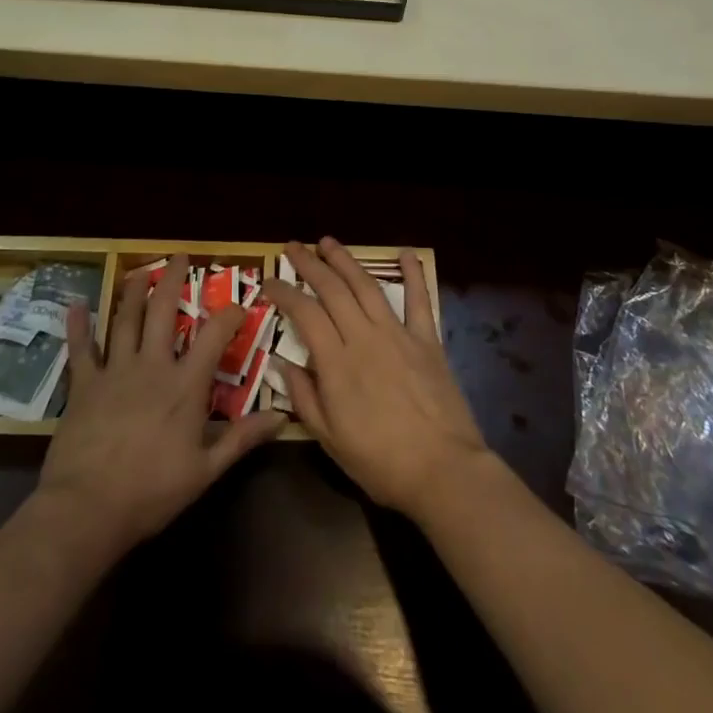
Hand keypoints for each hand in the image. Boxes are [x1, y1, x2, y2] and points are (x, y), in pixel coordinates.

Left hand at [38, 254, 283, 555]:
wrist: (87, 509)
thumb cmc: (151, 492)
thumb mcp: (205, 471)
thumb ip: (242, 439)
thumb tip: (281, 417)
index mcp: (185, 385)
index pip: (214, 336)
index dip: (229, 315)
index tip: (239, 304)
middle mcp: (152, 366)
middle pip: (164, 311)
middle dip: (173, 280)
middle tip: (179, 256)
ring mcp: (115, 371)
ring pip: (126, 320)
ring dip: (134, 291)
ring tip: (140, 270)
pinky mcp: (84, 385)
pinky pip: (82, 349)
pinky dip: (79, 326)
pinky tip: (77, 305)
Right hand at [263, 237, 490, 522]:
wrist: (443, 471)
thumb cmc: (381, 463)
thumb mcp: (330, 440)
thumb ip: (304, 398)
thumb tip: (283, 363)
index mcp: (336, 363)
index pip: (304, 314)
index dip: (284, 292)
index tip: (269, 281)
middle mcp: (364, 338)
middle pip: (332, 289)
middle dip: (310, 264)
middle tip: (294, 246)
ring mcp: (398, 334)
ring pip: (366, 285)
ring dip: (346, 260)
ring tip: (328, 242)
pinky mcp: (427, 340)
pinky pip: (420, 300)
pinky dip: (413, 274)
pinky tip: (407, 254)